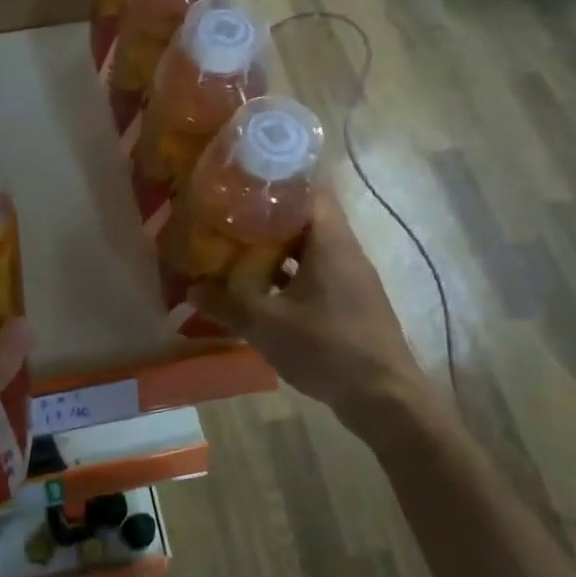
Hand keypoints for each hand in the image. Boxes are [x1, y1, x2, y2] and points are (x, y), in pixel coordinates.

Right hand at [190, 188, 428, 420]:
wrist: (383, 398)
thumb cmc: (327, 347)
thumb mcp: (267, 325)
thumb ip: (227, 304)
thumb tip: (192, 290)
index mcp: (330, 241)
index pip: (308, 188)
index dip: (275, 179)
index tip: (240, 178)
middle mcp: (344, 251)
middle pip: (304, 217)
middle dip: (266, 215)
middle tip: (227, 215)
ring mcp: (350, 278)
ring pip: (308, 248)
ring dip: (275, 247)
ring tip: (235, 247)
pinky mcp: (349, 302)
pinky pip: (313, 274)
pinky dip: (287, 274)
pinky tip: (259, 288)